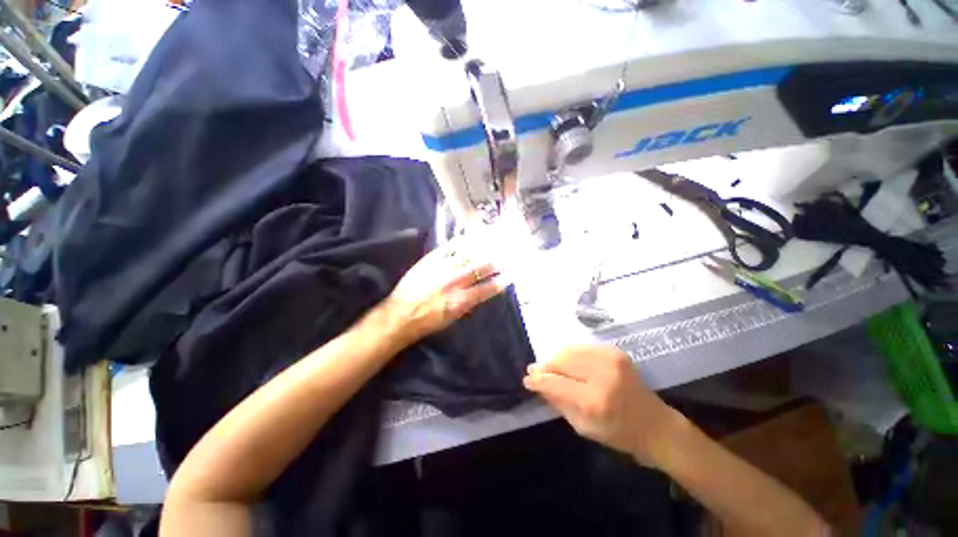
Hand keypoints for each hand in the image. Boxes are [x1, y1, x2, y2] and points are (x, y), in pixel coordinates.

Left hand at [385, 236, 504, 345]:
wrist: (400, 316)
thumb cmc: (428, 322)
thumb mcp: (453, 318)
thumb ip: (469, 303)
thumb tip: (482, 291)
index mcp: (461, 300)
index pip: (487, 289)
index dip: (500, 281)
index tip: (510, 275)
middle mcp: (454, 282)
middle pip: (480, 268)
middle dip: (495, 261)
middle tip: (505, 255)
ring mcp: (442, 268)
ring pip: (467, 255)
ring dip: (482, 249)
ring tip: (492, 243)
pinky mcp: (430, 260)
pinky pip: (448, 247)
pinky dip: (461, 242)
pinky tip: (469, 238)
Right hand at [523, 345, 681, 466]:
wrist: (656, 424)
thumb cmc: (619, 433)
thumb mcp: (583, 427)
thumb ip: (558, 402)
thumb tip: (536, 383)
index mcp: (595, 400)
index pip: (555, 382)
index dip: (537, 380)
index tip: (527, 379)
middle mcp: (602, 373)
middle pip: (560, 360)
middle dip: (544, 365)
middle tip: (534, 371)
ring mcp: (610, 358)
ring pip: (568, 349)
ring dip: (554, 357)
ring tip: (548, 366)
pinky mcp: (613, 350)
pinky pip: (581, 347)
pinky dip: (569, 354)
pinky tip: (567, 363)